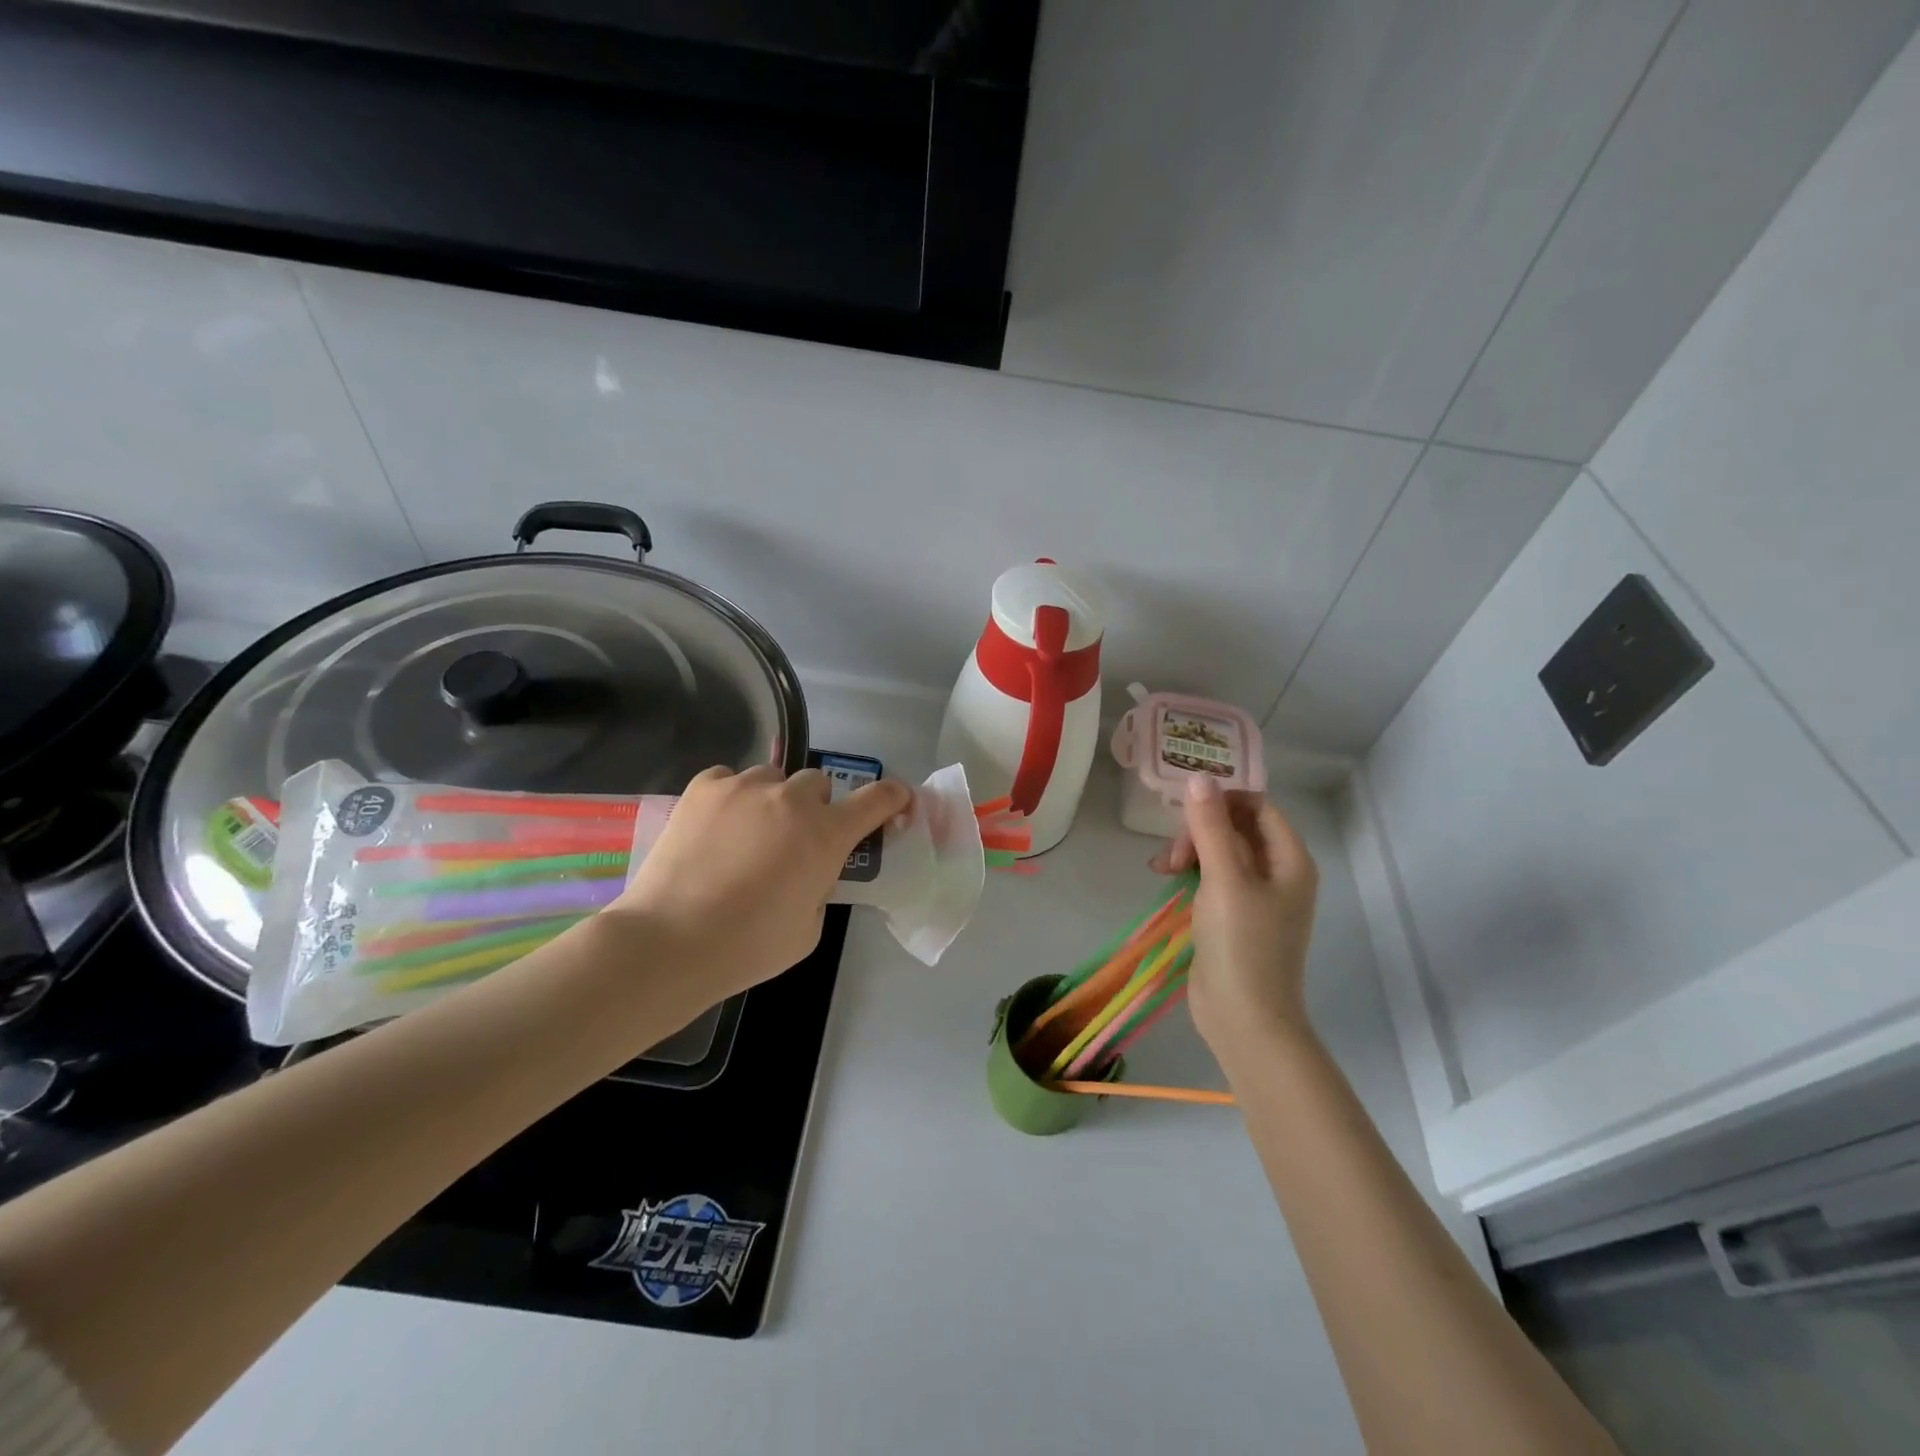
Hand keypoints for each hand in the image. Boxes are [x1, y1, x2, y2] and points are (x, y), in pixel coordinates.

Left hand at [611, 764, 910, 1000]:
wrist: (671, 941)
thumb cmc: (749, 946)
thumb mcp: (810, 928)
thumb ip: (821, 887)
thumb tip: (809, 871)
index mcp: (826, 834)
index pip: (876, 800)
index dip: (892, 797)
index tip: (896, 800)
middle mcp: (791, 800)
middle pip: (818, 784)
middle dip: (814, 807)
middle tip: (795, 839)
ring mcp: (745, 787)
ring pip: (773, 778)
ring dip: (772, 801)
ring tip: (748, 833)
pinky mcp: (704, 787)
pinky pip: (730, 779)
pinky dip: (732, 797)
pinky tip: (716, 827)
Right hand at [1153, 776, 1319, 1052]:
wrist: (1245, 1019)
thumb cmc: (1242, 945)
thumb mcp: (1225, 879)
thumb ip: (1211, 827)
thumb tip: (1199, 778)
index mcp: (1289, 859)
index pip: (1257, 806)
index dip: (1222, 802)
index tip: (1185, 815)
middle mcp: (1278, 873)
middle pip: (1236, 827)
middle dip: (1200, 830)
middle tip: (1173, 855)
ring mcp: (1256, 897)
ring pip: (1220, 851)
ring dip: (1190, 851)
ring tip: (1163, 869)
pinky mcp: (1234, 917)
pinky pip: (1213, 877)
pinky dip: (1190, 873)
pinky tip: (1168, 881)